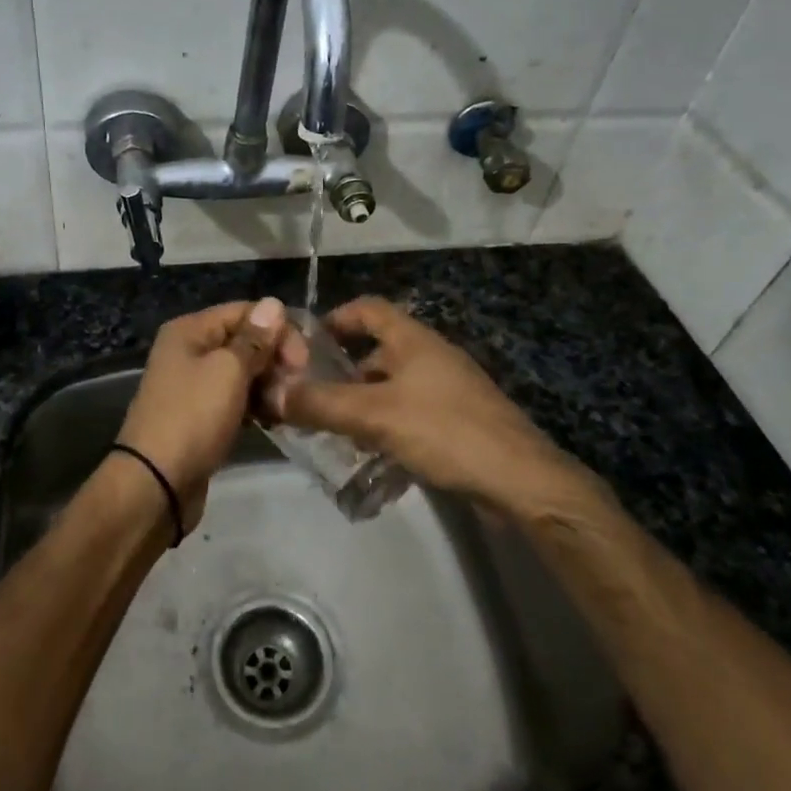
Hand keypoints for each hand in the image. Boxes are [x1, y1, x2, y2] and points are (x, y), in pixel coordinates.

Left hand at [114, 296, 288, 529]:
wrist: (156, 485)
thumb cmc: (193, 417)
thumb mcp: (228, 371)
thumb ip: (255, 338)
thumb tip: (273, 303)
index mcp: (190, 331)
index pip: (245, 312)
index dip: (278, 330)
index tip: (303, 361)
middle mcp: (189, 351)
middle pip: (245, 341)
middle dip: (274, 360)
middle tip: (295, 388)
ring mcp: (194, 385)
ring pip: (244, 373)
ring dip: (269, 386)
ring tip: (284, 409)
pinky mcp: (202, 416)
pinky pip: (236, 400)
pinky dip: (256, 406)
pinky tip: (274, 421)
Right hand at [263, 296, 567, 510]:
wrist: (520, 481)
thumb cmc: (446, 431)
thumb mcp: (374, 415)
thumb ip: (320, 403)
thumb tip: (269, 391)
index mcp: (414, 340)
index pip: (368, 309)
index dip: (335, 318)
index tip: (304, 343)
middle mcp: (431, 357)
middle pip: (377, 351)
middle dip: (342, 372)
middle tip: (308, 397)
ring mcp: (447, 391)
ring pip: (392, 387)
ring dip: (362, 404)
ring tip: (330, 430)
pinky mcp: (457, 424)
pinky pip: (409, 415)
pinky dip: (385, 427)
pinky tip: (369, 455)